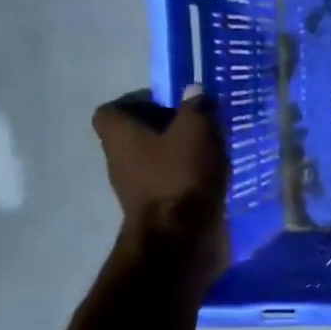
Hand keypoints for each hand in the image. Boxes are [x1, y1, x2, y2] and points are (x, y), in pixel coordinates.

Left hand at [93, 86, 229, 281]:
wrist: (180, 239)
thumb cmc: (181, 175)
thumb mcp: (196, 130)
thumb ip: (196, 106)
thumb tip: (194, 90)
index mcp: (119, 135)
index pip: (114, 110)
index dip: (141, 102)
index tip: (174, 103)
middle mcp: (120, 159)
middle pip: (139, 134)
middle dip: (170, 127)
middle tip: (203, 124)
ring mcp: (137, 187)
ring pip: (158, 159)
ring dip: (183, 153)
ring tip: (216, 149)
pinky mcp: (158, 208)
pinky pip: (172, 182)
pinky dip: (190, 177)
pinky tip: (216, 175)